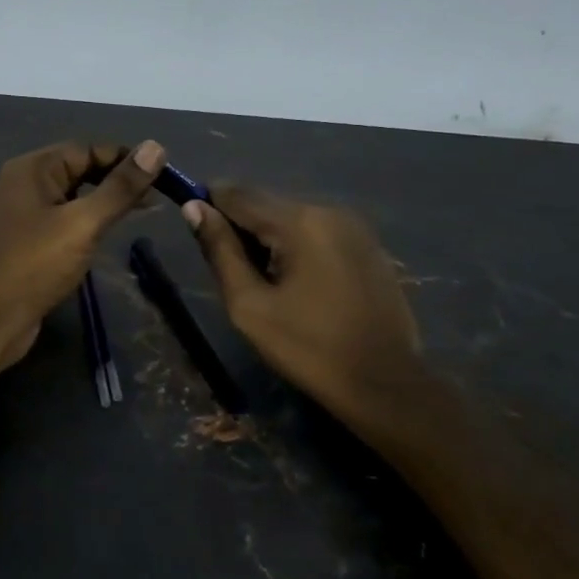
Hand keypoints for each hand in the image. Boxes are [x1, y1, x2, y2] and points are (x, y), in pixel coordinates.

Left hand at [0, 139, 167, 370]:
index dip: (125, 158)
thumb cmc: (35, 264)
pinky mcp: (28, 242)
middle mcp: (25, 184)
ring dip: (105, 202)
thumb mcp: (83, 222)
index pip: (87, 149)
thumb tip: (156, 147)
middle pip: (80, 170)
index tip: (162, 174)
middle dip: (117, 180)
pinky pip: (64, 221)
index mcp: (33, 169)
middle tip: (156, 197)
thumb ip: (120, 187)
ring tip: (141, 213)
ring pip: (74, 197)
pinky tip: (108, 235)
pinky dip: (88, 222)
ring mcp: (24, 214)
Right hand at [183, 187, 422, 419]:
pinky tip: (298, 285)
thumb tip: (194, 208)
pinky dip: (297, 247)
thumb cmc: (308, 347)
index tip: (197, 235)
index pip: (237, 194)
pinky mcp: (369, 246)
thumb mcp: (250, 305)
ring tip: (264, 283)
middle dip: (241, 228)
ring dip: (269, 238)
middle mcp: (329, 210)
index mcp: (299, 221)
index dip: (209, 206)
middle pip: (266, 203)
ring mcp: (355, 226)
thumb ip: (220, 251)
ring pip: (292, 217)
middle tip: (233, 273)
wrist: (384, 383)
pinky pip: (318, 232)